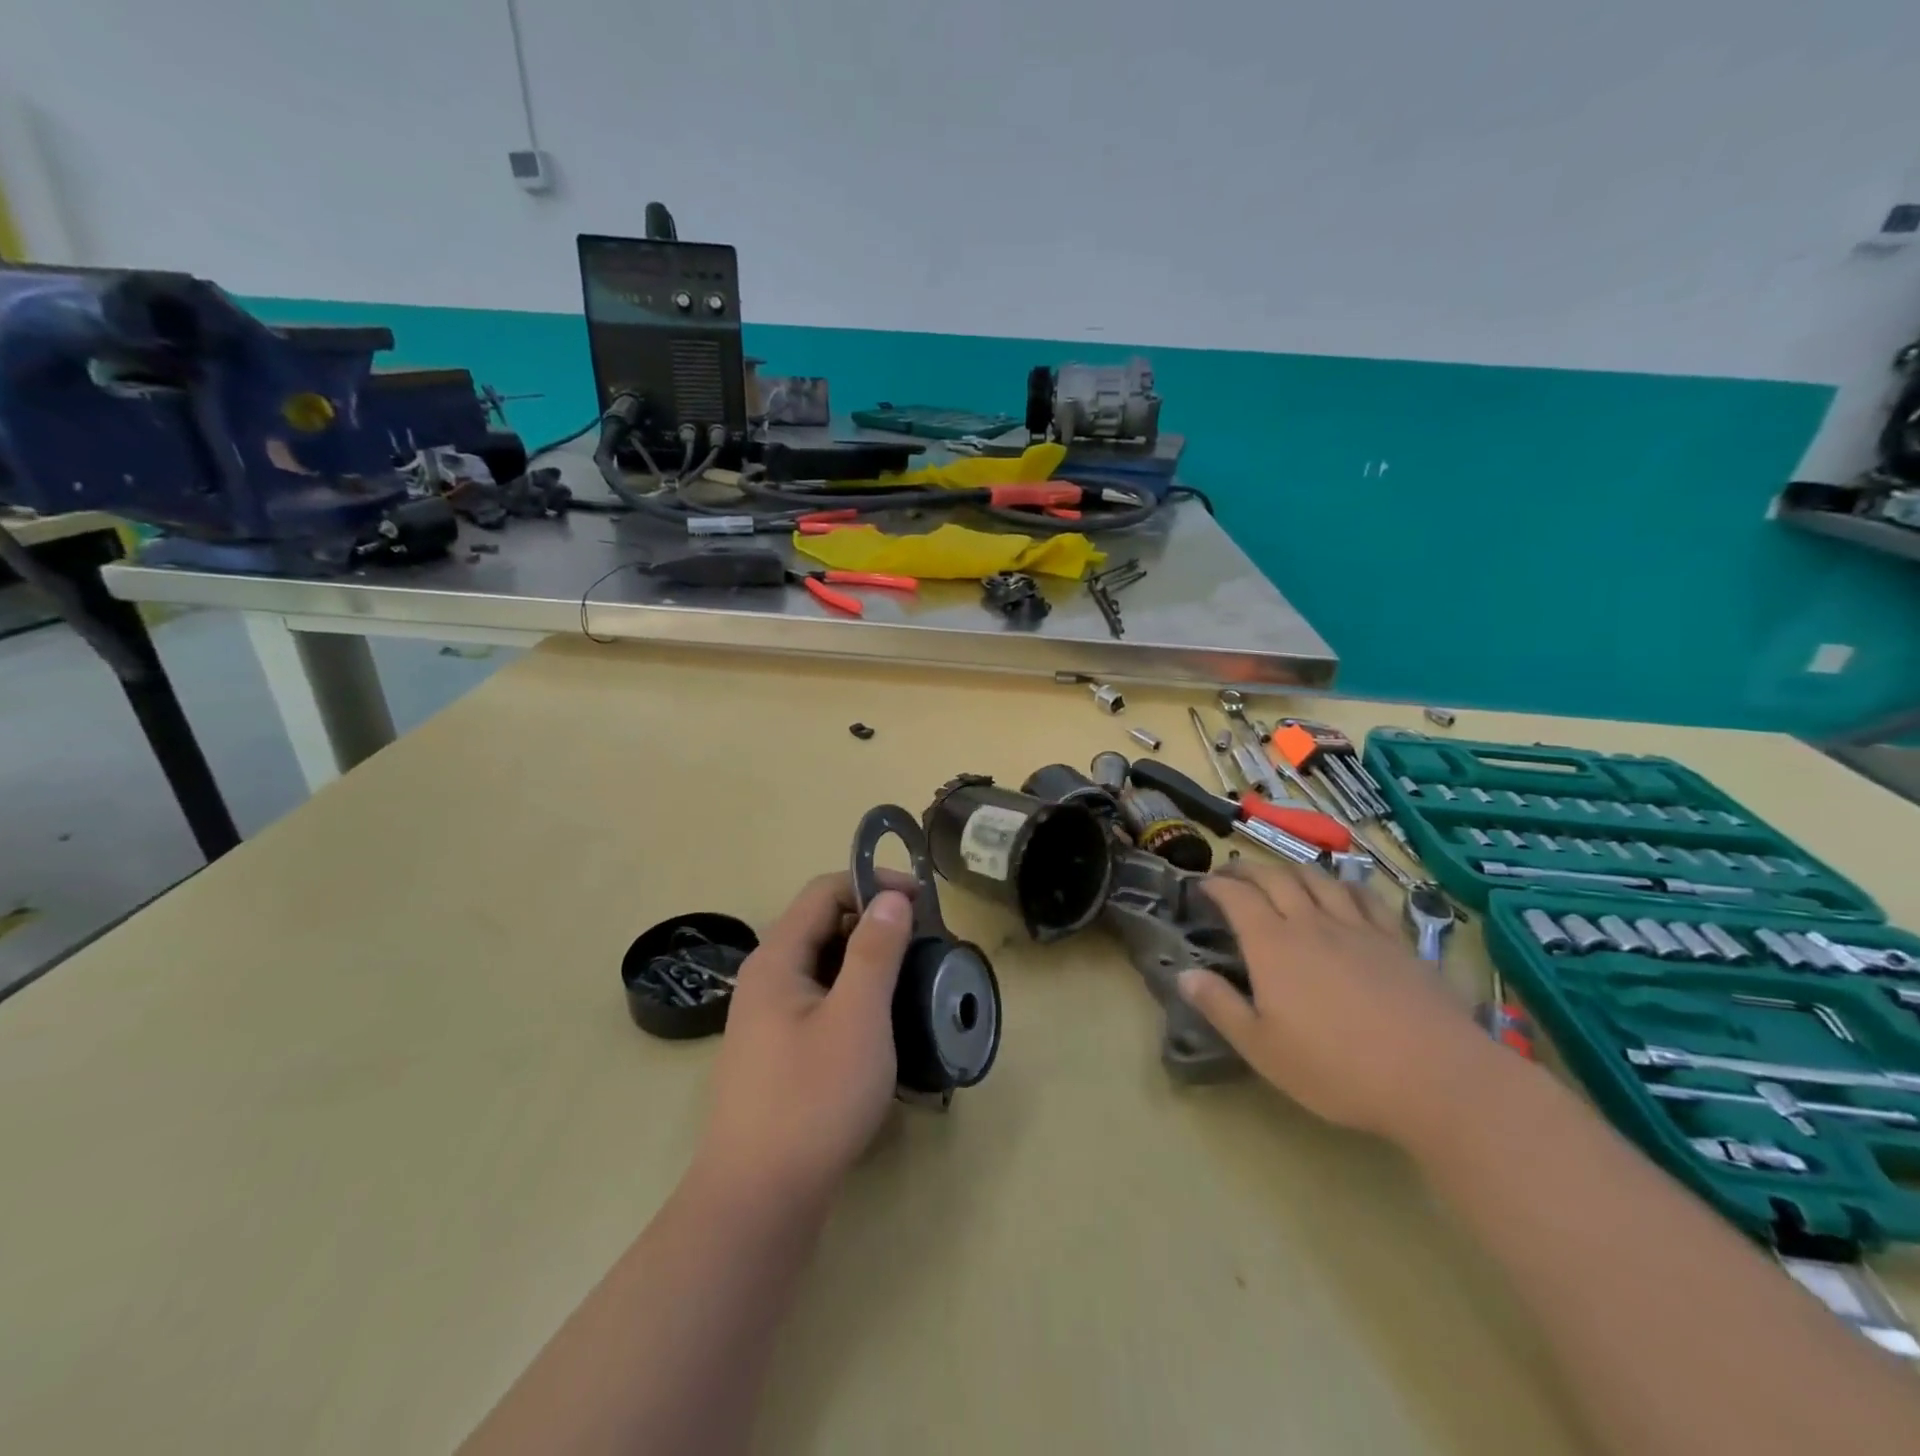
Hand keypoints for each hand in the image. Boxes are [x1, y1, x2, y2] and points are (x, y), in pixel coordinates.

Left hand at [693, 872, 913, 1210]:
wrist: (757, 1202)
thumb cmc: (812, 1100)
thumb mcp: (857, 1018)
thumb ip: (875, 951)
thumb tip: (892, 897)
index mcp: (777, 960)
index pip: (824, 891)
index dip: (873, 883)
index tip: (923, 901)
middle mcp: (766, 981)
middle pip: (822, 926)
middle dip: (875, 923)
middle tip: (924, 944)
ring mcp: (769, 1020)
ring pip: (824, 967)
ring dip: (868, 961)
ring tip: (913, 980)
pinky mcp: (779, 1054)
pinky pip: (821, 1002)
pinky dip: (855, 996)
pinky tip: (884, 1024)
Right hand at [1178, 860, 1497, 1143]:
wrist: (1436, 1078)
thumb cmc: (1337, 1068)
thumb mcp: (1262, 1048)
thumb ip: (1220, 1007)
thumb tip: (1183, 974)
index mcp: (1272, 945)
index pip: (1237, 897)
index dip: (1217, 885)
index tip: (1203, 885)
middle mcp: (1311, 924)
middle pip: (1276, 877)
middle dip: (1249, 869)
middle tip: (1234, 873)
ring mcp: (1357, 928)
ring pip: (1319, 879)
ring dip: (1292, 869)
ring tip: (1281, 873)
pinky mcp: (1396, 941)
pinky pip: (1365, 897)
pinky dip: (1344, 884)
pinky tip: (1343, 889)